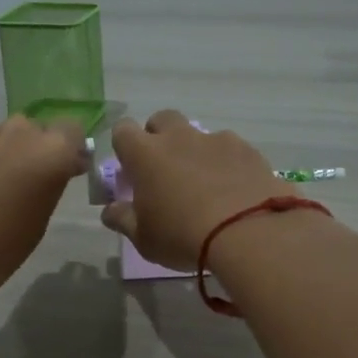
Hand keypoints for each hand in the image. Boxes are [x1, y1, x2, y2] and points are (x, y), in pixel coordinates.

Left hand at [0, 115, 87, 309]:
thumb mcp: (38, 221)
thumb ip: (51, 185)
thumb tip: (54, 171)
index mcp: (49, 152)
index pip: (73, 133)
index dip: (70, 152)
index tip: (65, 173)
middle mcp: (18, 132)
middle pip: (38, 131)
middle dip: (38, 151)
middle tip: (29, 183)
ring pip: (6, 137)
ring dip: (8, 155)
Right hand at [101, 110, 295, 270]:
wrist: (248, 232)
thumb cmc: (182, 236)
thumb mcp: (144, 238)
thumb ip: (123, 219)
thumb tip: (109, 210)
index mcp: (146, 155)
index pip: (123, 131)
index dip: (124, 146)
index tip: (130, 169)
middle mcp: (179, 138)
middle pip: (162, 119)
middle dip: (159, 137)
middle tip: (165, 170)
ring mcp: (216, 140)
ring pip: (198, 135)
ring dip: (195, 152)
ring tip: (206, 186)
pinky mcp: (247, 150)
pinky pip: (230, 149)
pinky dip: (227, 164)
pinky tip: (234, 190)